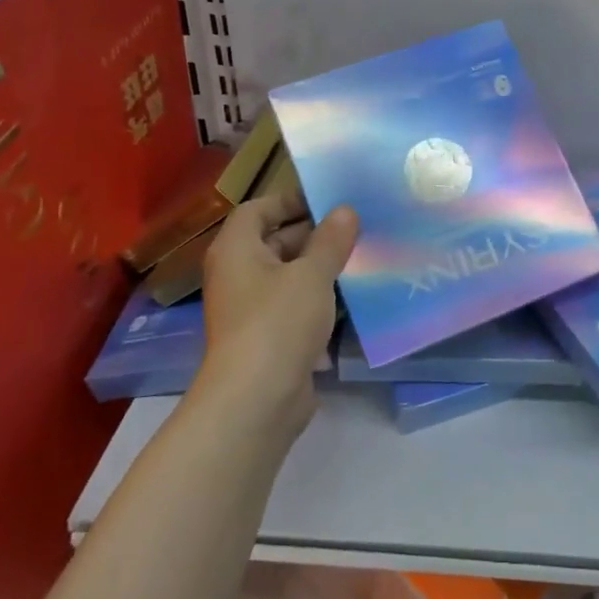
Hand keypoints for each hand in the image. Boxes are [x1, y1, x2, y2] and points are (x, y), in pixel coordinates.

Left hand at [197, 189, 357, 430]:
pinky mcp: (267, 336)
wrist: (257, 398)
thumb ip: (331, 240)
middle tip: (356, 228)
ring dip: (320, 268)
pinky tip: (351, 298)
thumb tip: (345, 211)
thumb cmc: (278, 322)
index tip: (330, 201)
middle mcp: (238, 273)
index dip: (291, 200)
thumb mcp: (312, 274)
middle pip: (274, 241)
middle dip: (313, 234)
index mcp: (237, 248)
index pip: (258, 209)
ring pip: (288, 275)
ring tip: (361, 258)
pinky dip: (318, 298)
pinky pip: (293, 305)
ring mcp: (251, 307)